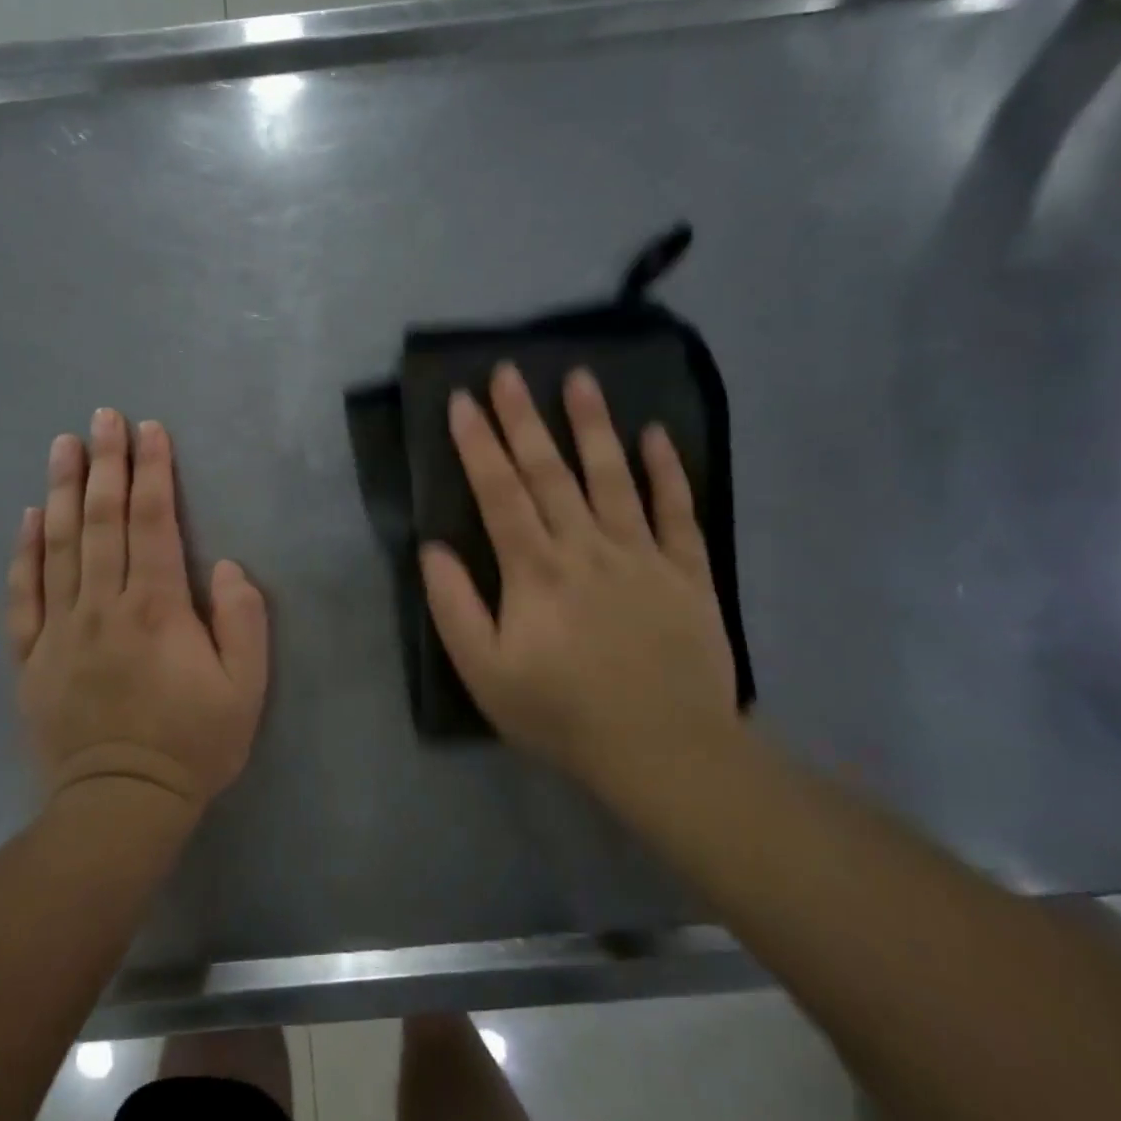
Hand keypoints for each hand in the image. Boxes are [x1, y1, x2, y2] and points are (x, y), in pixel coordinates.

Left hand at [6, 409, 268, 816]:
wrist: (120, 806)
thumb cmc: (192, 744)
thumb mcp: (245, 688)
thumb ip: (242, 621)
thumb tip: (222, 566)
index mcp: (156, 608)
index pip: (152, 522)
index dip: (152, 471)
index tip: (149, 430)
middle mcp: (102, 606)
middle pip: (103, 520)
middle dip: (106, 463)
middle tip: (102, 417)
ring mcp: (60, 630)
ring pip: (59, 546)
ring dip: (64, 491)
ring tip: (63, 446)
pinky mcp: (31, 657)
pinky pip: (23, 595)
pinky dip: (25, 552)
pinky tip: (29, 517)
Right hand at [420, 363, 738, 794]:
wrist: (663, 749)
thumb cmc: (562, 713)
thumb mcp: (485, 673)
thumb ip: (455, 608)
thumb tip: (433, 550)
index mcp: (535, 570)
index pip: (499, 492)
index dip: (478, 444)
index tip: (463, 401)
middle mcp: (586, 547)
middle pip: (550, 471)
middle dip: (524, 418)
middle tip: (509, 371)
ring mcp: (641, 554)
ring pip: (612, 476)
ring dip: (593, 425)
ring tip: (580, 378)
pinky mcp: (687, 571)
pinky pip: (677, 511)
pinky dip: (667, 471)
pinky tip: (657, 435)